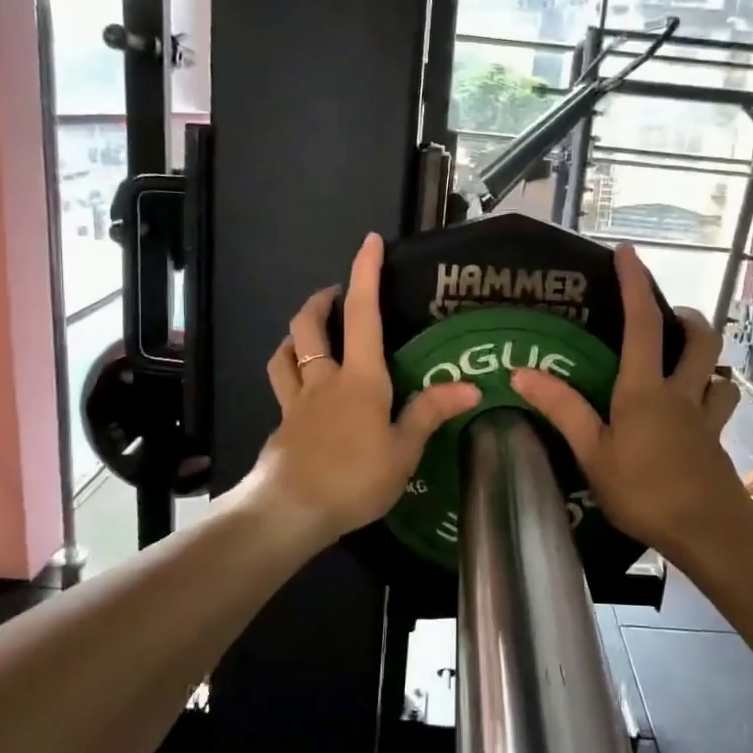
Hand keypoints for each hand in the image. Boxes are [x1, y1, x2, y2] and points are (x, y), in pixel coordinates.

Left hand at [252, 234, 479, 546]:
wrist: (289, 510)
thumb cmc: (353, 478)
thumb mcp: (402, 452)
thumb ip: (429, 414)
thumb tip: (470, 386)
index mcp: (360, 379)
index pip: (363, 314)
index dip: (365, 274)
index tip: (370, 241)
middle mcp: (324, 380)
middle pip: (309, 325)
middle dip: (320, 300)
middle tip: (336, 294)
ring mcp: (297, 402)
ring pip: (286, 352)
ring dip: (297, 334)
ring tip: (312, 335)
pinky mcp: (283, 425)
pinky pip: (282, 386)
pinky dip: (289, 374)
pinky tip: (303, 390)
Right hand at [512, 246, 748, 558]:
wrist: (707, 530)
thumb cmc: (643, 491)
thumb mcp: (593, 453)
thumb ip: (563, 410)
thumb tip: (523, 372)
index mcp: (645, 390)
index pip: (641, 324)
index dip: (635, 285)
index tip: (627, 253)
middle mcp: (680, 392)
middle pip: (699, 339)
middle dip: (685, 317)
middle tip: (664, 316)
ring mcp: (704, 416)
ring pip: (716, 370)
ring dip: (703, 355)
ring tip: (682, 360)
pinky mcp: (715, 440)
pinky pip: (719, 403)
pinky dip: (711, 393)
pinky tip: (696, 407)